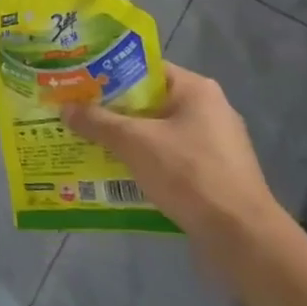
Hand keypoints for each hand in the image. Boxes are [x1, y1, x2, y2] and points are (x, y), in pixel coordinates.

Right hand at [63, 63, 290, 259]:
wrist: (241, 236)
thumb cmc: (188, 173)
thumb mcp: (134, 143)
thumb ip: (97, 122)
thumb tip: (65, 108)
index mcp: (196, 90)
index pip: (144, 69)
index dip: (108, 74)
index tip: (77, 84)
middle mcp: (207, 110)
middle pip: (147, 101)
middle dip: (110, 110)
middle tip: (74, 114)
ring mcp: (212, 143)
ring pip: (155, 132)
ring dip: (123, 138)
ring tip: (85, 143)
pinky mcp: (211, 173)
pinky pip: (166, 157)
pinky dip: (141, 161)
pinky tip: (114, 172)